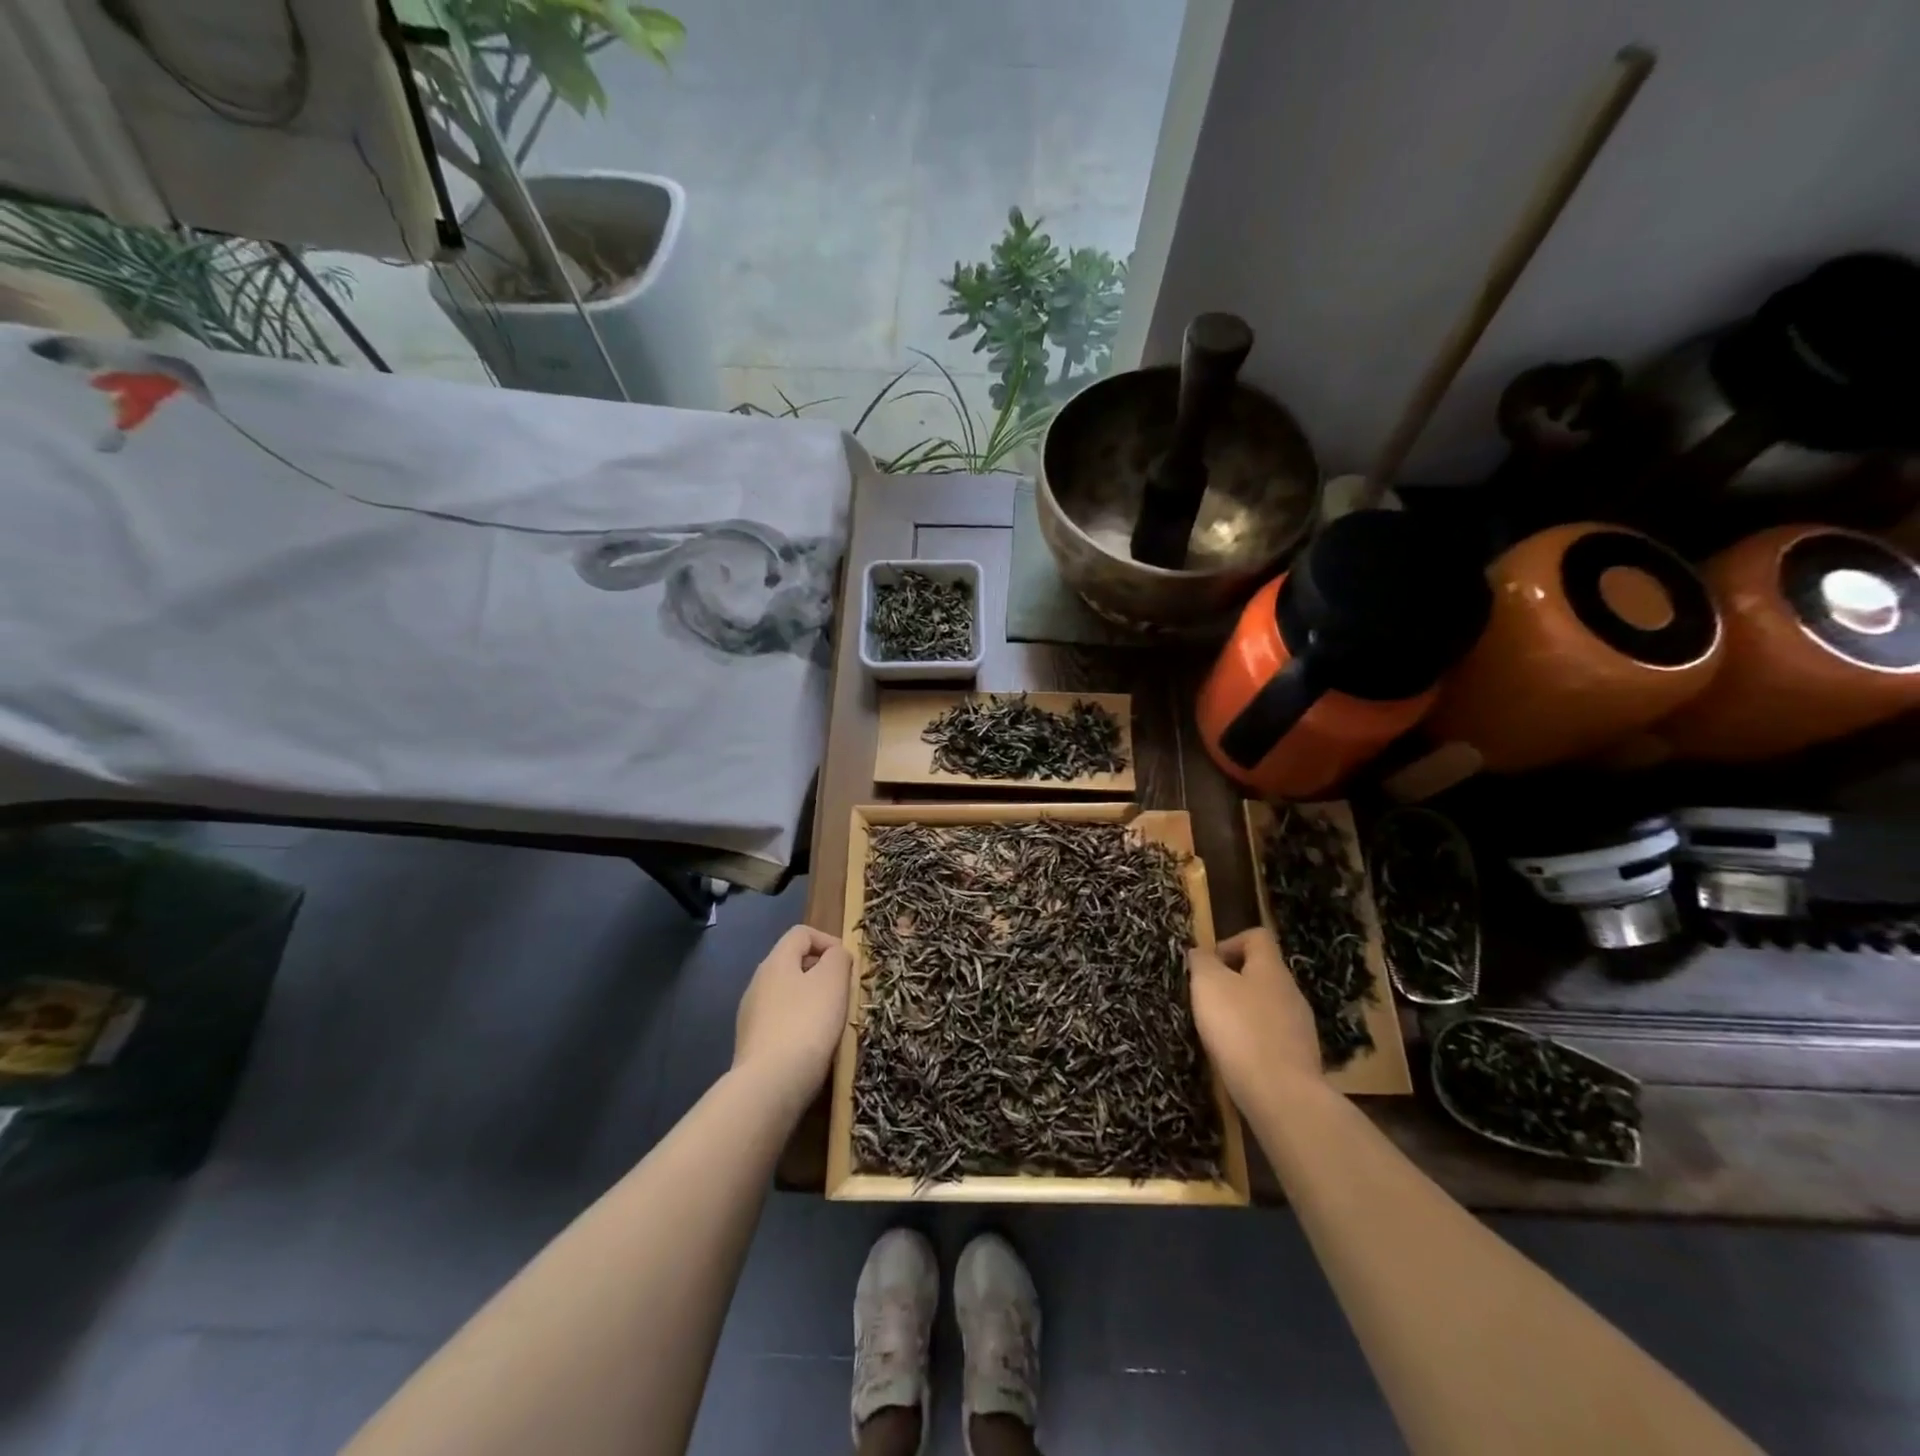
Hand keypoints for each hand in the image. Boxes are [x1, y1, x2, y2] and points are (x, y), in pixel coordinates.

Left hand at [733, 925, 851, 1110]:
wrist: (770, 1085)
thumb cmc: (806, 1023)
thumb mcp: (833, 981)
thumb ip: (838, 958)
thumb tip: (835, 955)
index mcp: (775, 962)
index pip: (801, 933)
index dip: (828, 940)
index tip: (848, 964)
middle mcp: (757, 983)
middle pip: (793, 964)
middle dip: (822, 973)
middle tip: (845, 992)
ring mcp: (751, 1016)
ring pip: (788, 995)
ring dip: (812, 1001)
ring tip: (833, 1021)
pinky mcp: (753, 1045)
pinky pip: (782, 1023)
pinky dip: (800, 1025)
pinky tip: (814, 1046)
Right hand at [1189, 927, 1322, 1108]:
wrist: (1281, 1095)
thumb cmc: (1240, 1029)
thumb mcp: (1208, 985)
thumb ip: (1202, 962)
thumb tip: (1201, 953)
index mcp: (1271, 969)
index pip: (1257, 937)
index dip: (1229, 942)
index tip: (1207, 965)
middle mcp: (1291, 992)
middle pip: (1261, 973)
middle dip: (1231, 982)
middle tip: (1206, 1000)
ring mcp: (1300, 1027)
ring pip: (1266, 1007)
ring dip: (1241, 1013)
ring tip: (1217, 1032)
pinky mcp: (1300, 1059)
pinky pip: (1271, 1038)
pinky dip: (1252, 1042)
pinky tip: (1236, 1058)